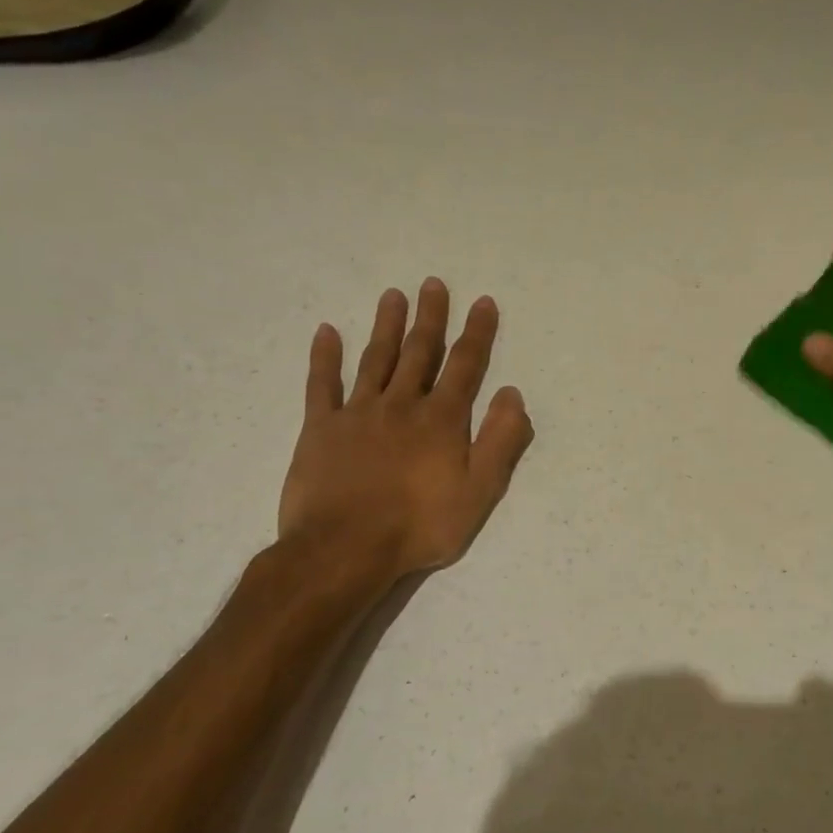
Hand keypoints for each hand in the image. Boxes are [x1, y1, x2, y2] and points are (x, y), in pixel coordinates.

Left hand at [280, 278, 534, 577]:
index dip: (477, 333)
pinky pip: (322, 385)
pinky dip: (324, 357)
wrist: (345, 549)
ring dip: (386, 326)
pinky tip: (327, 331)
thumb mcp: (480, 491)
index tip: (483, 302)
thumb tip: (512, 394)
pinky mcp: (320, 428)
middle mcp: (402, 404)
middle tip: (433, 284)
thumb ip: (500, 440)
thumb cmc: (420, 525)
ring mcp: (358, 413)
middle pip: (419, 352)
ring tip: (392, 294)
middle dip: (430, 317)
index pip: (465, 366)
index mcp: (442, 419)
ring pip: (375, 359)